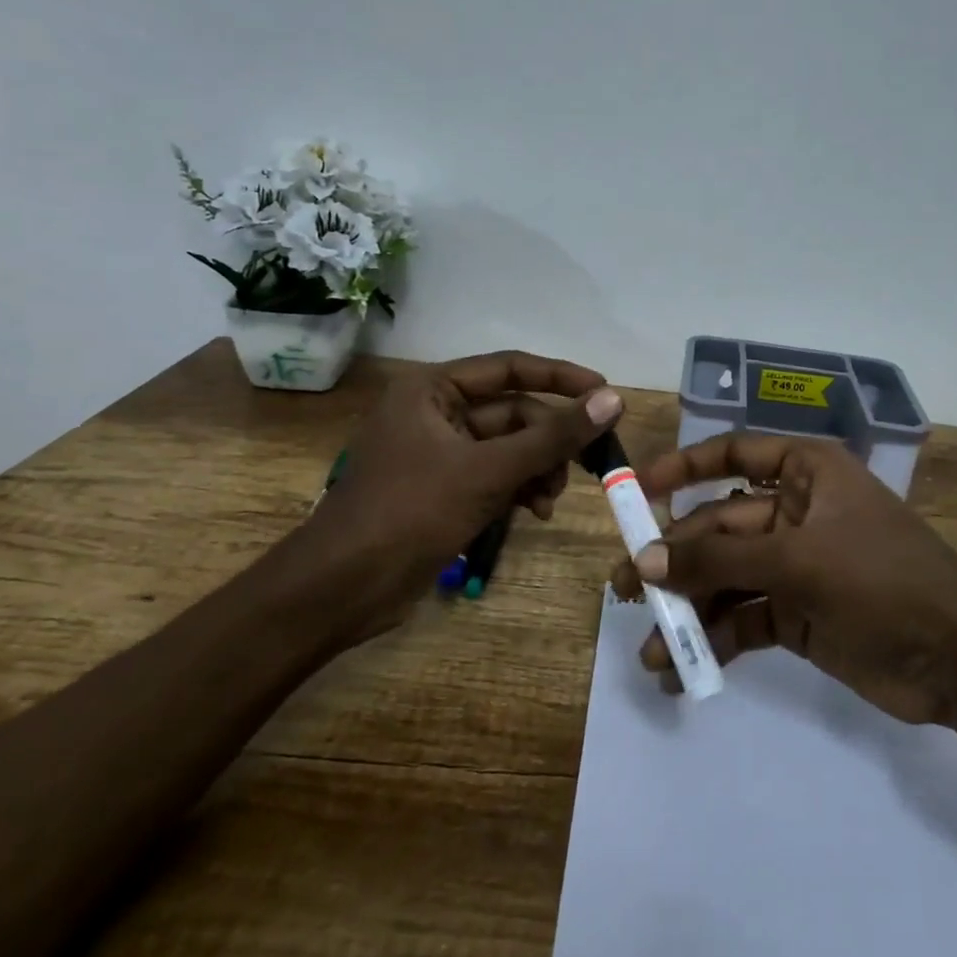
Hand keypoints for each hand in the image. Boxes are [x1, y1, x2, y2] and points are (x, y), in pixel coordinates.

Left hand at [290, 350, 621, 644]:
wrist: (342, 588)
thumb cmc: (410, 512)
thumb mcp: (489, 471)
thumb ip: (553, 437)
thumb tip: (613, 400)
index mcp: (432, 390)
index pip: (510, 368)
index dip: (561, 378)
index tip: (606, 393)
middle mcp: (435, 413)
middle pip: (513, 413)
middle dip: (550, 441)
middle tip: (590, 463)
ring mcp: (439, 453)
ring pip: (509, 449)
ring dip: (538, 469)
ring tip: (551, 499)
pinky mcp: (443, 489)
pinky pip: (495, 476)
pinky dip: (520, 489)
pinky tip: (537, 512)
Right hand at [611, 434, 956, 749]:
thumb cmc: (883, 581)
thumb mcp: (799, 561)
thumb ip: (719, 560)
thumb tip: (643, 562)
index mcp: (807, 473)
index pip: (735, 453)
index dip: (683, 468)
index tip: (637, 491)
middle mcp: (796, 512)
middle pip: (719, 526)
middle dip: (674, 559)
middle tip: (623, 589)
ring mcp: (795, 565)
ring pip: (726, 578)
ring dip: (688, 610)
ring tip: (651, 647)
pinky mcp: (796, 614)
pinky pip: (742, 619)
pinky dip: (714, 640)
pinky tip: (680, 669)